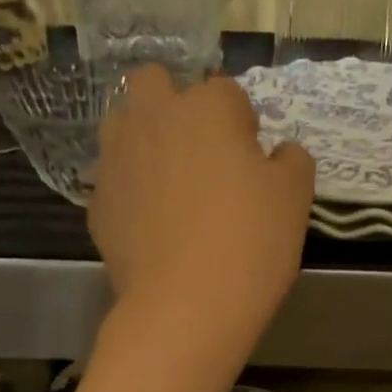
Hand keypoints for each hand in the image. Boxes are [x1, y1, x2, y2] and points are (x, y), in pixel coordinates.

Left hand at [89, 66, 314, 364]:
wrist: (185, 309)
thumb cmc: (249, 245)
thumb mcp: (295, 199)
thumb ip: (292, 161)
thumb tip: (279, 153)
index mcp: (206, 108)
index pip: (227, 93)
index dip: (243, 126)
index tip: (251, 162)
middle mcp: (153, 118)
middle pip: (155, 83)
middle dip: (176, 106)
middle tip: (201, 154)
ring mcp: (116, 159)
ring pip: (124, 124)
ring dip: (145, 138)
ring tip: (169, 184)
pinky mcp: (97, 202)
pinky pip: (115, 180)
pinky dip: (131, 191)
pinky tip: (151, 226)